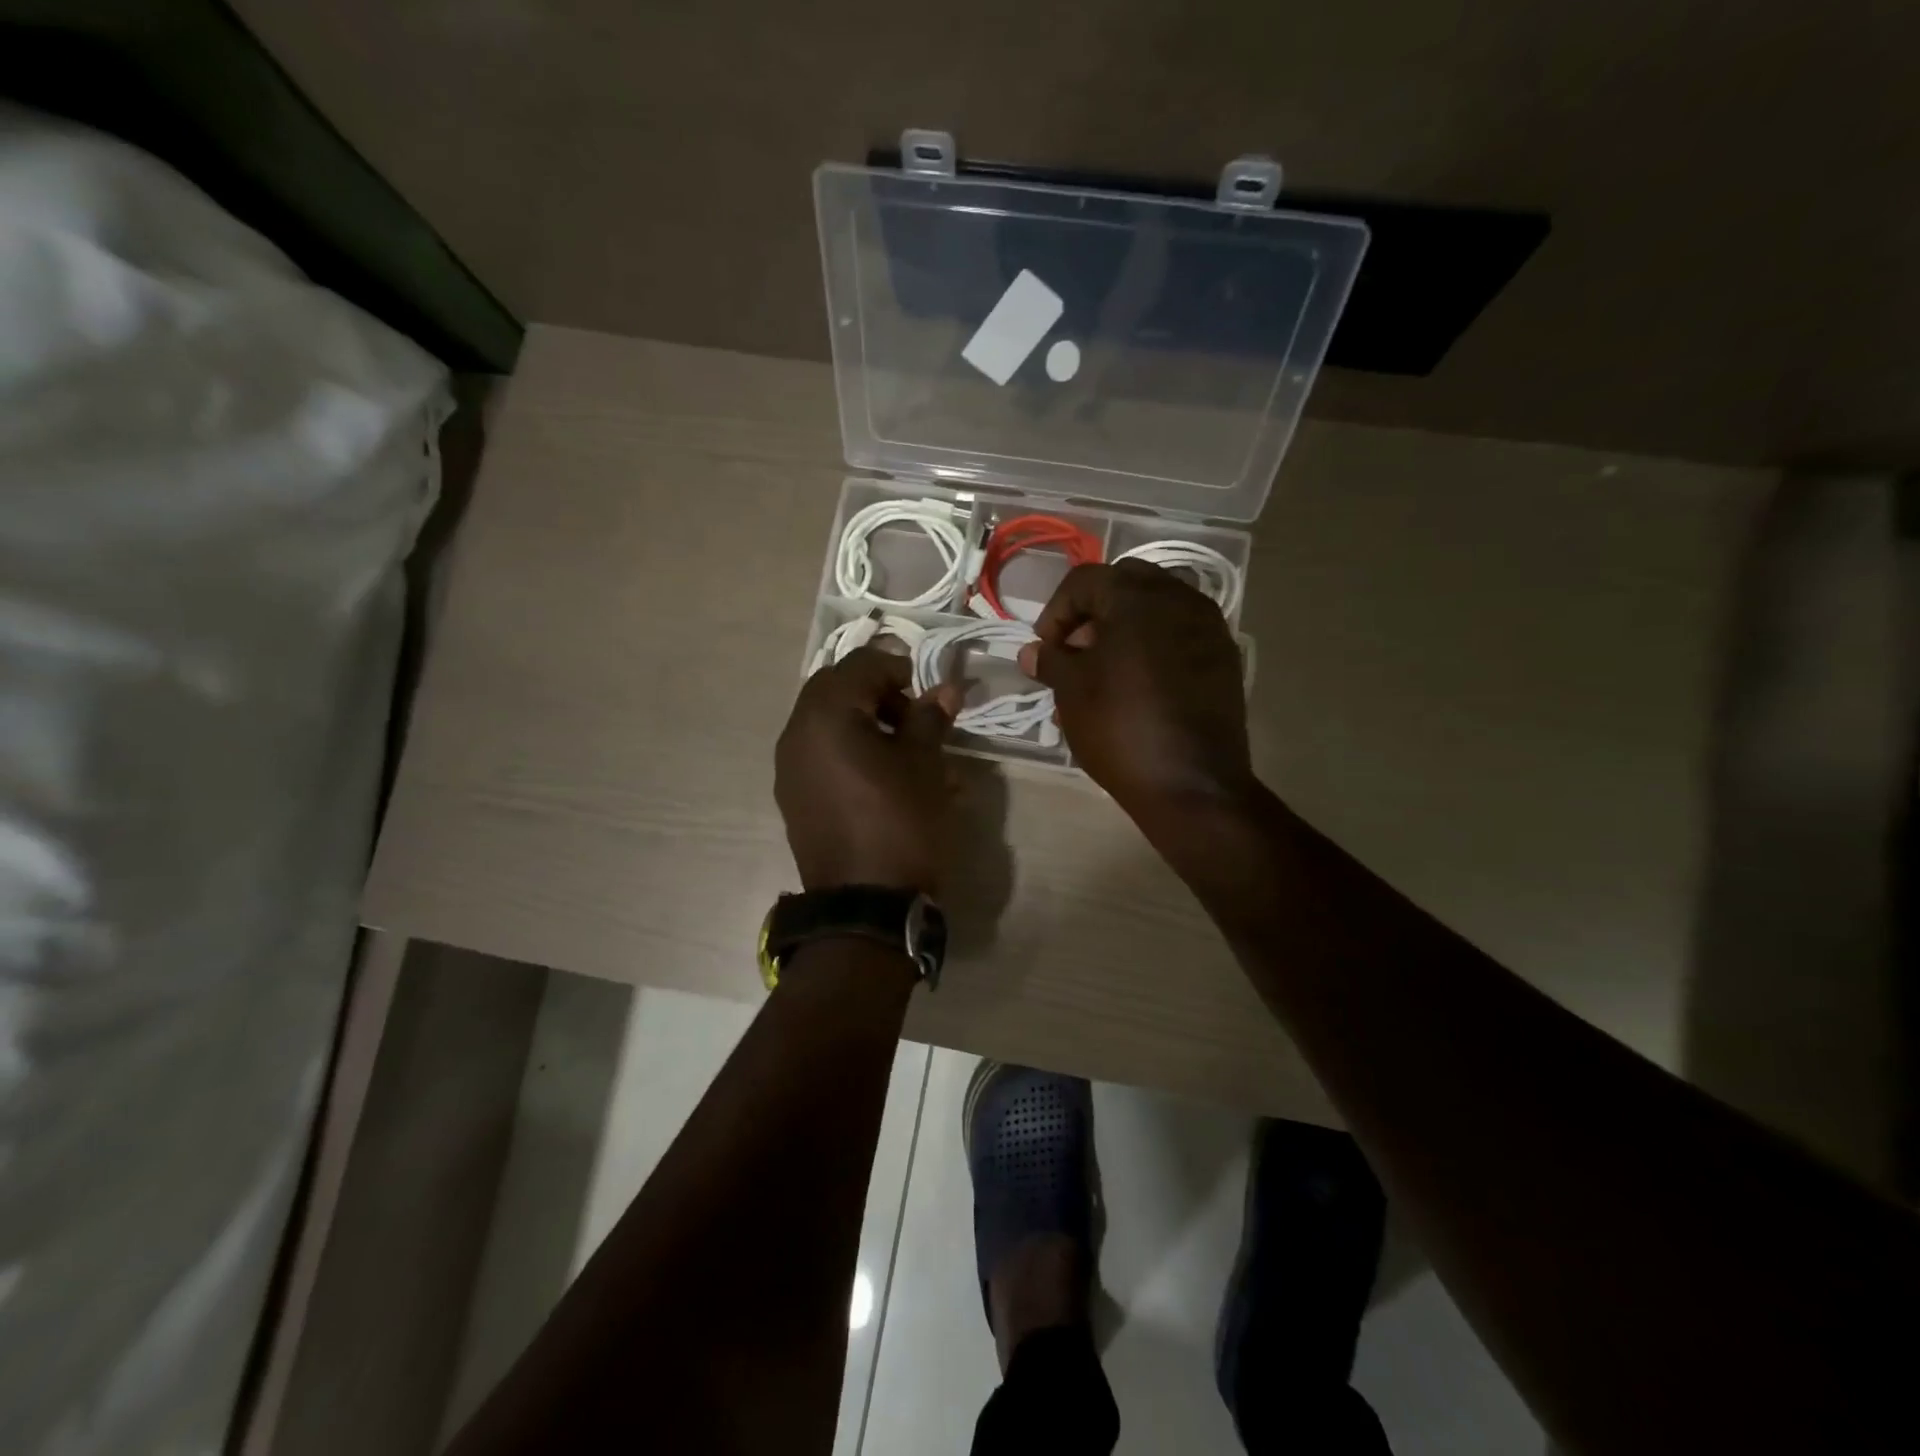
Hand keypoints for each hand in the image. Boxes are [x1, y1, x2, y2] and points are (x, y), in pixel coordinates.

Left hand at [775, 647, 961, 893]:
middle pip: (835, 688)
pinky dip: (847, 748)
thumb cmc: (902, 824)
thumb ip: (929, 719)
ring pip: (825, 721)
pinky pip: (819, 753)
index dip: (899, 668)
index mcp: (825, 717)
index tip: (927, 692)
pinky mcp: (793, 797)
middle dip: (876, 692)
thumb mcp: (925, 766)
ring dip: (862, 719)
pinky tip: (880, 775)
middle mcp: (796, 734)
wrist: (866, 906)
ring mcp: (789, 768)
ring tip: (901, 748)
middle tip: (912, 716)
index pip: (861, 665)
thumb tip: (944, 689)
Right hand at [1018, 560, 1254, 820]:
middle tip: (1076, 651)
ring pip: (1156, 607)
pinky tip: (1138, 683)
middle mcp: (1179, 597)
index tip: (1046, 649)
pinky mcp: (1224, 656)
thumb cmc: (1120, 728)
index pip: (1084, 580)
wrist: (1192, 783)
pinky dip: (1153, 644)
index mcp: (1137, 597)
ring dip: (1124, 627)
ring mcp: (1209, 626)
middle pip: (1125, 584)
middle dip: (1092, 612)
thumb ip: (1050, 661)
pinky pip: (1180, 633)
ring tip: (1104, 671)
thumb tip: (1033, 653)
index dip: (1056, 611)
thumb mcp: (1071, 692)